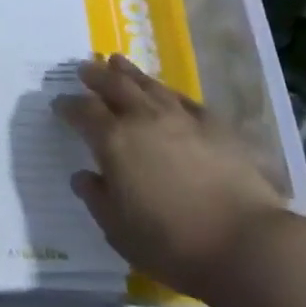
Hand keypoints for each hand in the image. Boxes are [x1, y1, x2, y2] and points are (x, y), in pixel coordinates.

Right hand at [55, 55, 286, 298]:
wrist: (246, 244)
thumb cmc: (172, 243)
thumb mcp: (118, 230)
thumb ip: (96, 198)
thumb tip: (83, 175)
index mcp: (113, 140)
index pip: (82, 111)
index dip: (68, 105)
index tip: (59, 104)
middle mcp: (143, 118)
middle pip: (113, 85)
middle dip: (95, 75)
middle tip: (84, 69)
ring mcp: (181, 118)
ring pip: (148, 84)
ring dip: (129, 72)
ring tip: (117, 61)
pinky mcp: (215, 126)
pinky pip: (184, 99)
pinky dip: (168, 92)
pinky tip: (167, 92)